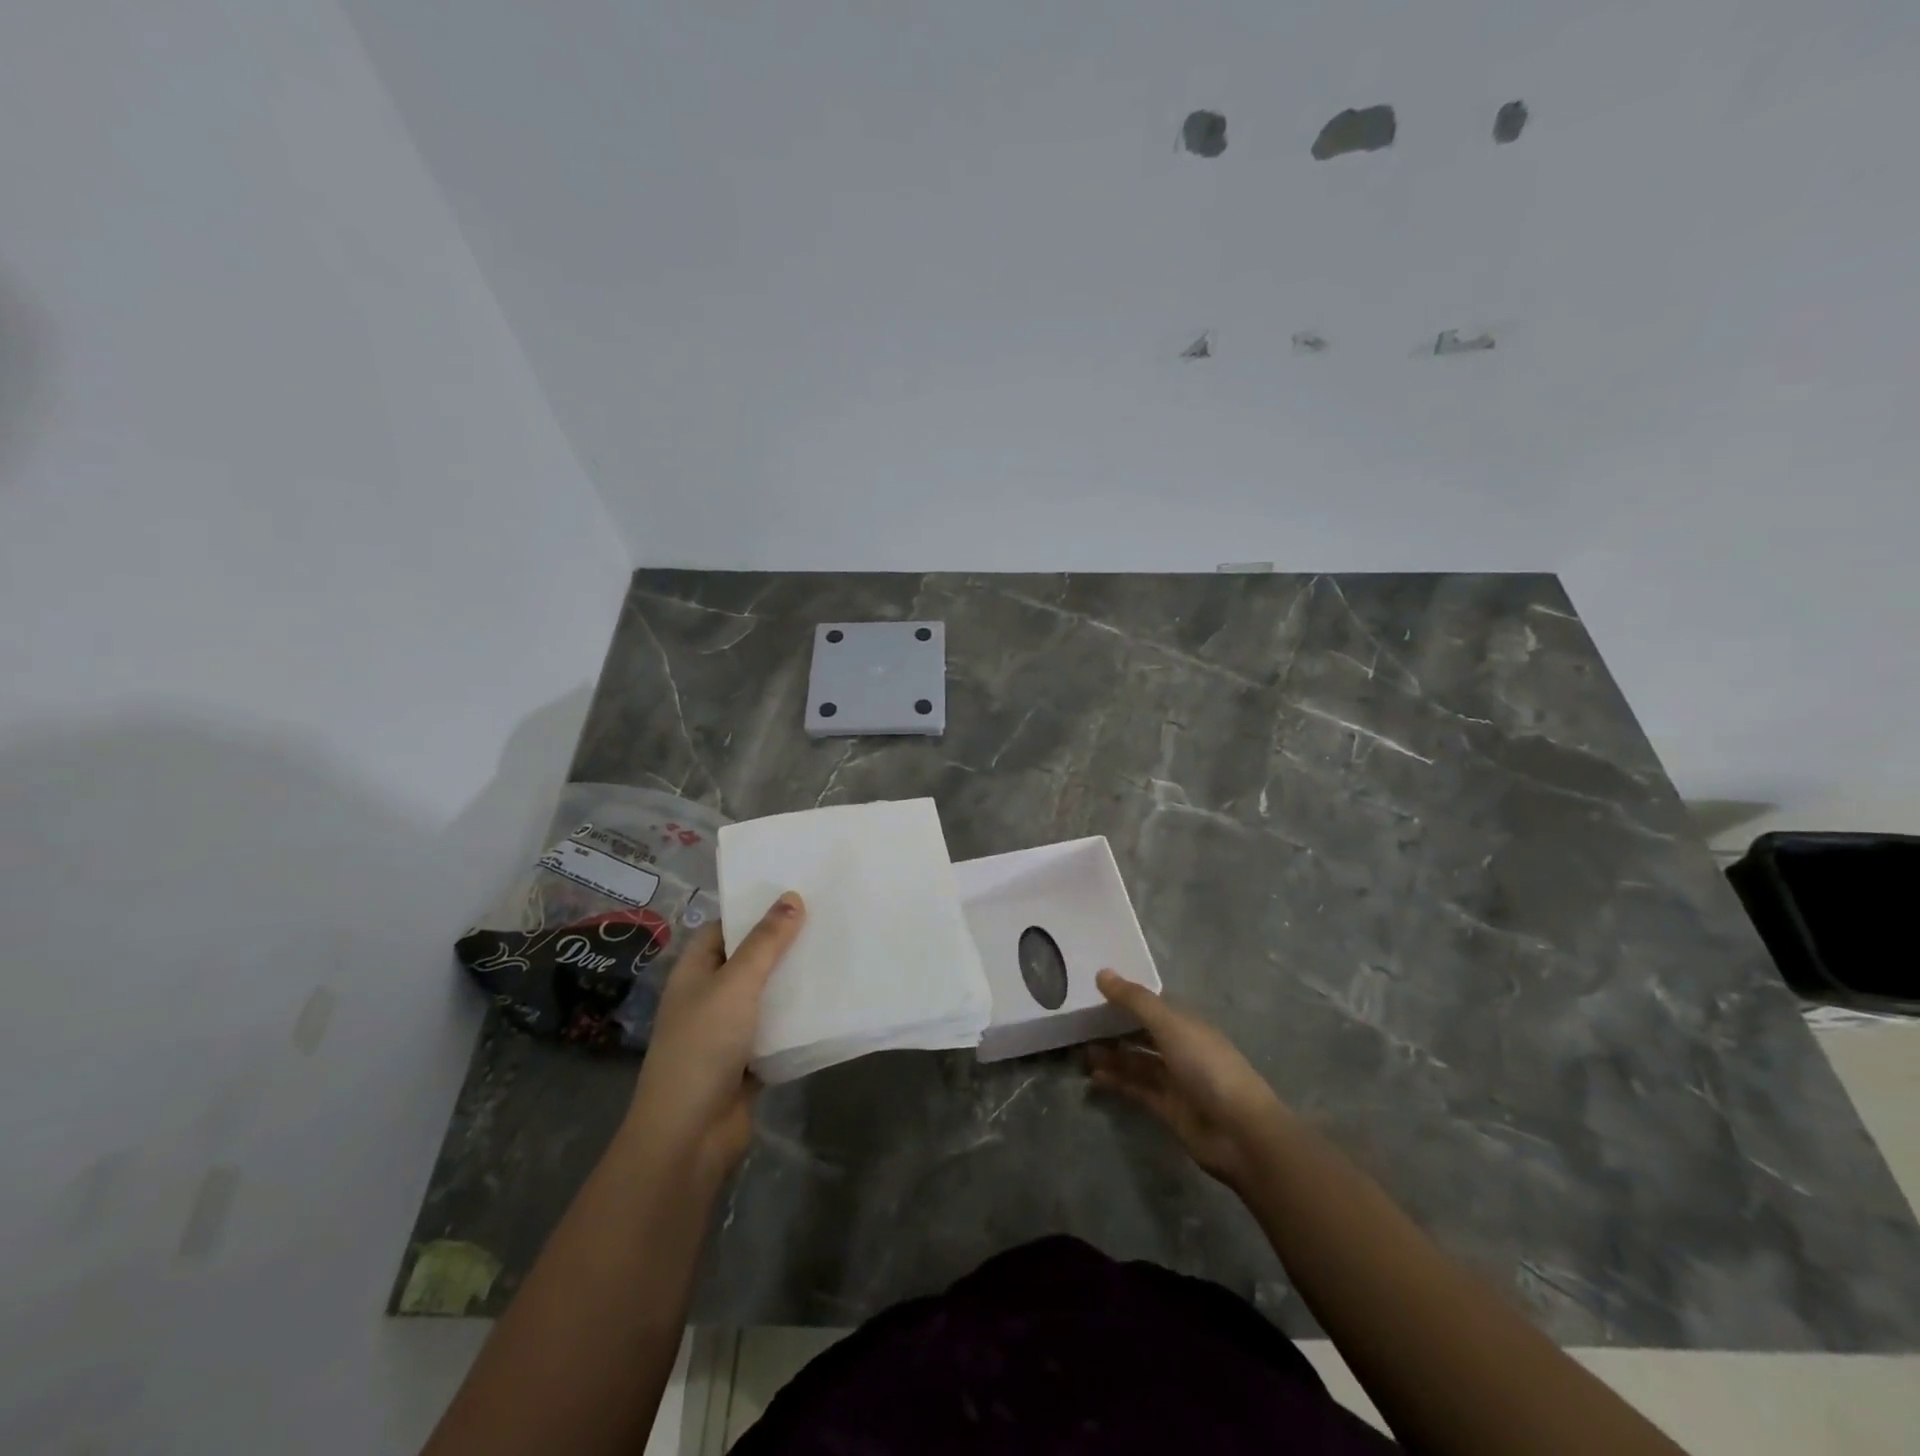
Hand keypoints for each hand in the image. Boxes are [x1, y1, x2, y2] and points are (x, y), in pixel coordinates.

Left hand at [627, 891, 805, 1180]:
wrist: (689, 1135)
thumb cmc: (703, 1046)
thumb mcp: (736, 984)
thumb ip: (766, 943)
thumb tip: (792, 897)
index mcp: (695, 972)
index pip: (725, 929)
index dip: (755, 911)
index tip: (796, 894)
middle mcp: (709, 997)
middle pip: (750, 961)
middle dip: (783, 945)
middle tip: (827, 920)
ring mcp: (728, 1032)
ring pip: (766, 997)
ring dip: (794, 983)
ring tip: (837, 954)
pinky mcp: (748, 1062)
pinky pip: (778, 1031)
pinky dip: (798, 1021)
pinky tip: (831, 1004)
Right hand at [1088, 969, 1288, 1189]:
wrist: (1240, 1132)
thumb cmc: (1207, 1067)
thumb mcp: (1169, 1025)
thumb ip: (1135, 1000)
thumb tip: (1102, 973)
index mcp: (1186, 1025)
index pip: (1152, 1006)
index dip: (1126, 999)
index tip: (1094, 992)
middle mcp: (1182, 1049)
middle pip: (1143, 1035)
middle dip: (1115, 1030)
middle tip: (1080, 1025)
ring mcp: (1176, 1080)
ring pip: (1138, 1063)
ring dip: (1112, 1057)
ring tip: (1082, 1052)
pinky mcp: (1169, 1109)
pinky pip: (1137, 1089)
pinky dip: (1117, 1082)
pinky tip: (1094, 1076)